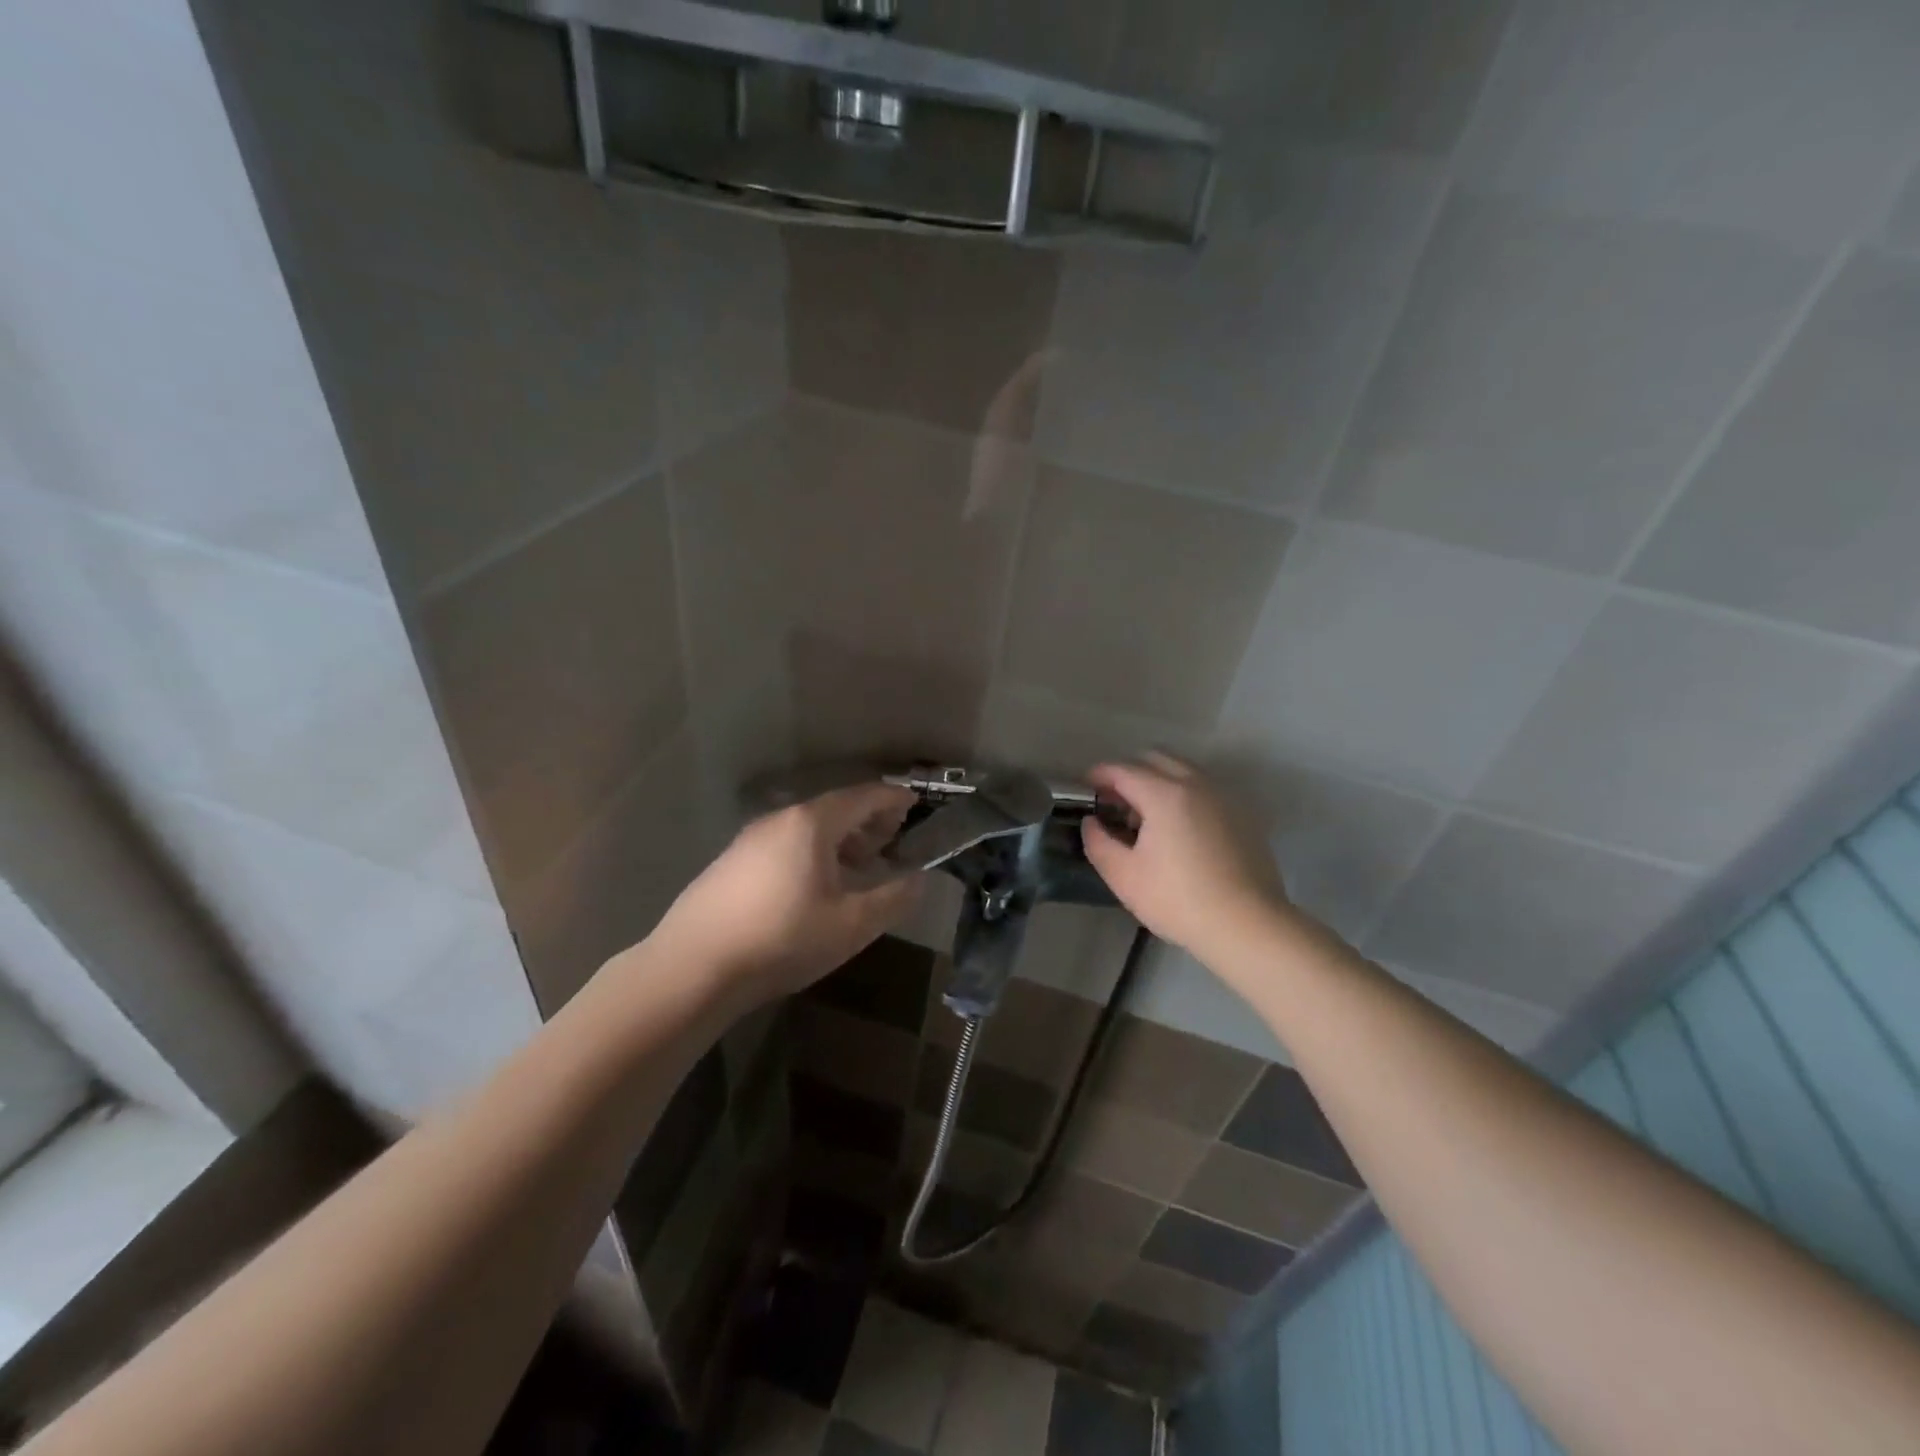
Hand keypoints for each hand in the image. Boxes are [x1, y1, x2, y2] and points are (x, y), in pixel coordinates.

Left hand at [650, 782, 921, 1002]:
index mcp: (811, 823)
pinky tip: (815, 884)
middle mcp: (779, 820)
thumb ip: (893, 898)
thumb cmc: (783, 938)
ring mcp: (750, 839)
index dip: (893, 799)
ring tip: (860, 864)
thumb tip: (919, 879)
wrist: (694, 967)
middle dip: (868, 820)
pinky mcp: (731, 863)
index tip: (915, 804)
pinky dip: (813, 852)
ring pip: (807, 828)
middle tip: (893, 837)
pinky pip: (785, 844)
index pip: (863, 796)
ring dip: (840, 839)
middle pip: (834, 808)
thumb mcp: (852, 925)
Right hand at [1082, 753, 1287, 959]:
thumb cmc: (1178, 900)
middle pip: (1155, 759)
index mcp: (1164, 794)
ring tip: (1146, 817)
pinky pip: (1204, 789)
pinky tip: (1178, 830)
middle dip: (1129, 772)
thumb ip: (1098, 842)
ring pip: (1183, 770)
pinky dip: (1183, 794)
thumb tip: (1092, 822)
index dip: (1099, 774)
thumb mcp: (1124, 876)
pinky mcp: (1242, 815)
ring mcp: (1224, 797)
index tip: (1086, 787)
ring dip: (1158, 781)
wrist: (1247, 925)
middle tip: (1115, 801)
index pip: (1123, 770)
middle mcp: (1196, 784)